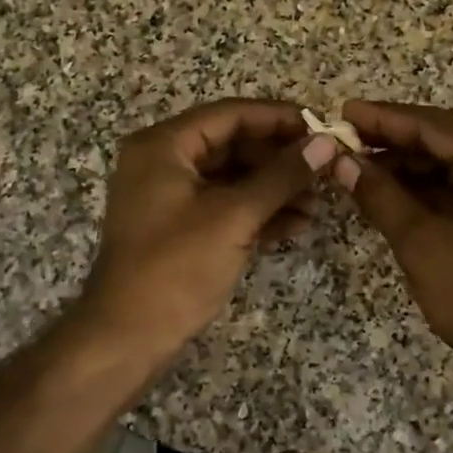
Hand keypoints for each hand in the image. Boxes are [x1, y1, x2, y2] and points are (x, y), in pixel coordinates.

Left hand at [77, 99, 340, 365]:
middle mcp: (163, 161)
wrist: (126, 338)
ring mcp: (170, 195)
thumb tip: (326, 143)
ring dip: (274, 188)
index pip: (230, 114)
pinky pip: (224, 205)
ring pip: (232, 177)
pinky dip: (257, 212)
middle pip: (233, 144)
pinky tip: (296, 225)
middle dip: (280, 159)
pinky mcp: (180, 226)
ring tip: (318, 204)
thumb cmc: (176, 267)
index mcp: (164, 145)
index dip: (278, 118)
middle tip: (325, 169)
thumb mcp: (234, 216)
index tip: (321, 127)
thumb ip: (282, 176)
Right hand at [334, 101, 452, 404]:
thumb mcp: (422, 243)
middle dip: (393, 142)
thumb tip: (340, 161)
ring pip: (452, 167)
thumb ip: (380, 195)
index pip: (434, 126)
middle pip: (445, 142)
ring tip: (358, 168)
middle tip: (344, 142)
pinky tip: (390, 194)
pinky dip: (426, 191)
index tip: (342, 113)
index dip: (384, 118)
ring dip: (407, 168)